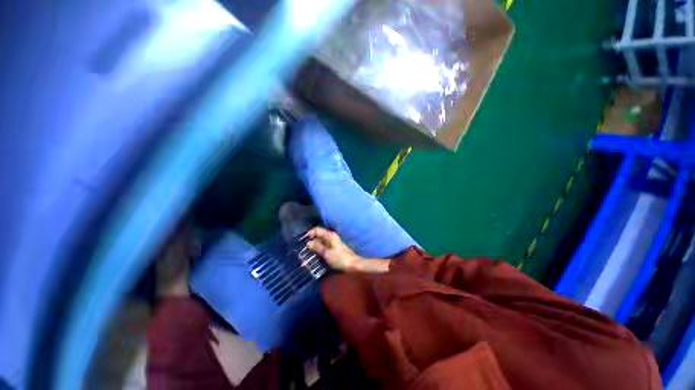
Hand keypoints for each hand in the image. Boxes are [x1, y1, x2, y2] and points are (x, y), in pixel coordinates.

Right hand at [306, 227, 360, 271]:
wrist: (352, 265)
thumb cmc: (340, 258)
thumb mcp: (327, 253)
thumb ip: (317, 247)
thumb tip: (308, 243)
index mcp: (330, 235)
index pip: (317, 229)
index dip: (310, 233)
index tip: (303, 240)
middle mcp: (331, 237)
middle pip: (319, 236)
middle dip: (311, 241)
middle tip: (303, 250)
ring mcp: (333, 243)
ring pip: (321, 242)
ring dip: (315, 247)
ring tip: (307, 254)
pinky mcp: (334, 249)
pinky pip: (324, 247)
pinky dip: (319, 250)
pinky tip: (315, 256)